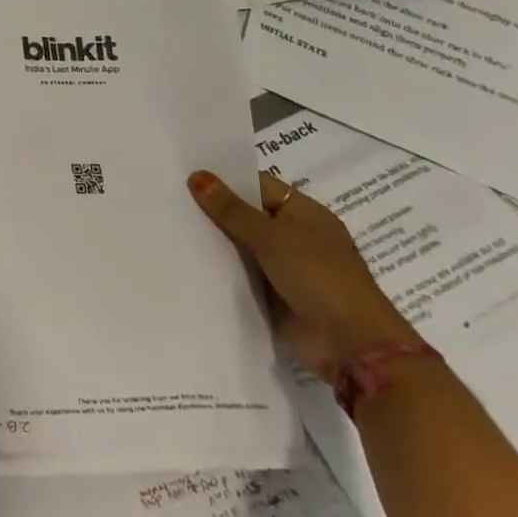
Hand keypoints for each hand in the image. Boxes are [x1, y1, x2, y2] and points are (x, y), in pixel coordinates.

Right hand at [187, 170, 421, 379]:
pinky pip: (239, 272)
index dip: (225, 178)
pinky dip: (218, 266)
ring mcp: (283, 266)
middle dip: (213, 208)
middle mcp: (294, 235)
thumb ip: (232, 209)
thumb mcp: (272, 237)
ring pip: (239, 244)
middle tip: (168, 195)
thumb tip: (197, 175)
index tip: (185, 172)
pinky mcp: (271, 293)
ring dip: (213, 238)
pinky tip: (183, 256)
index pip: (258, 184)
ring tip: (167, 222)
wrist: (349, 345)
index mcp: (305, 213)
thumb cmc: (319, 277)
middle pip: (246, 214)